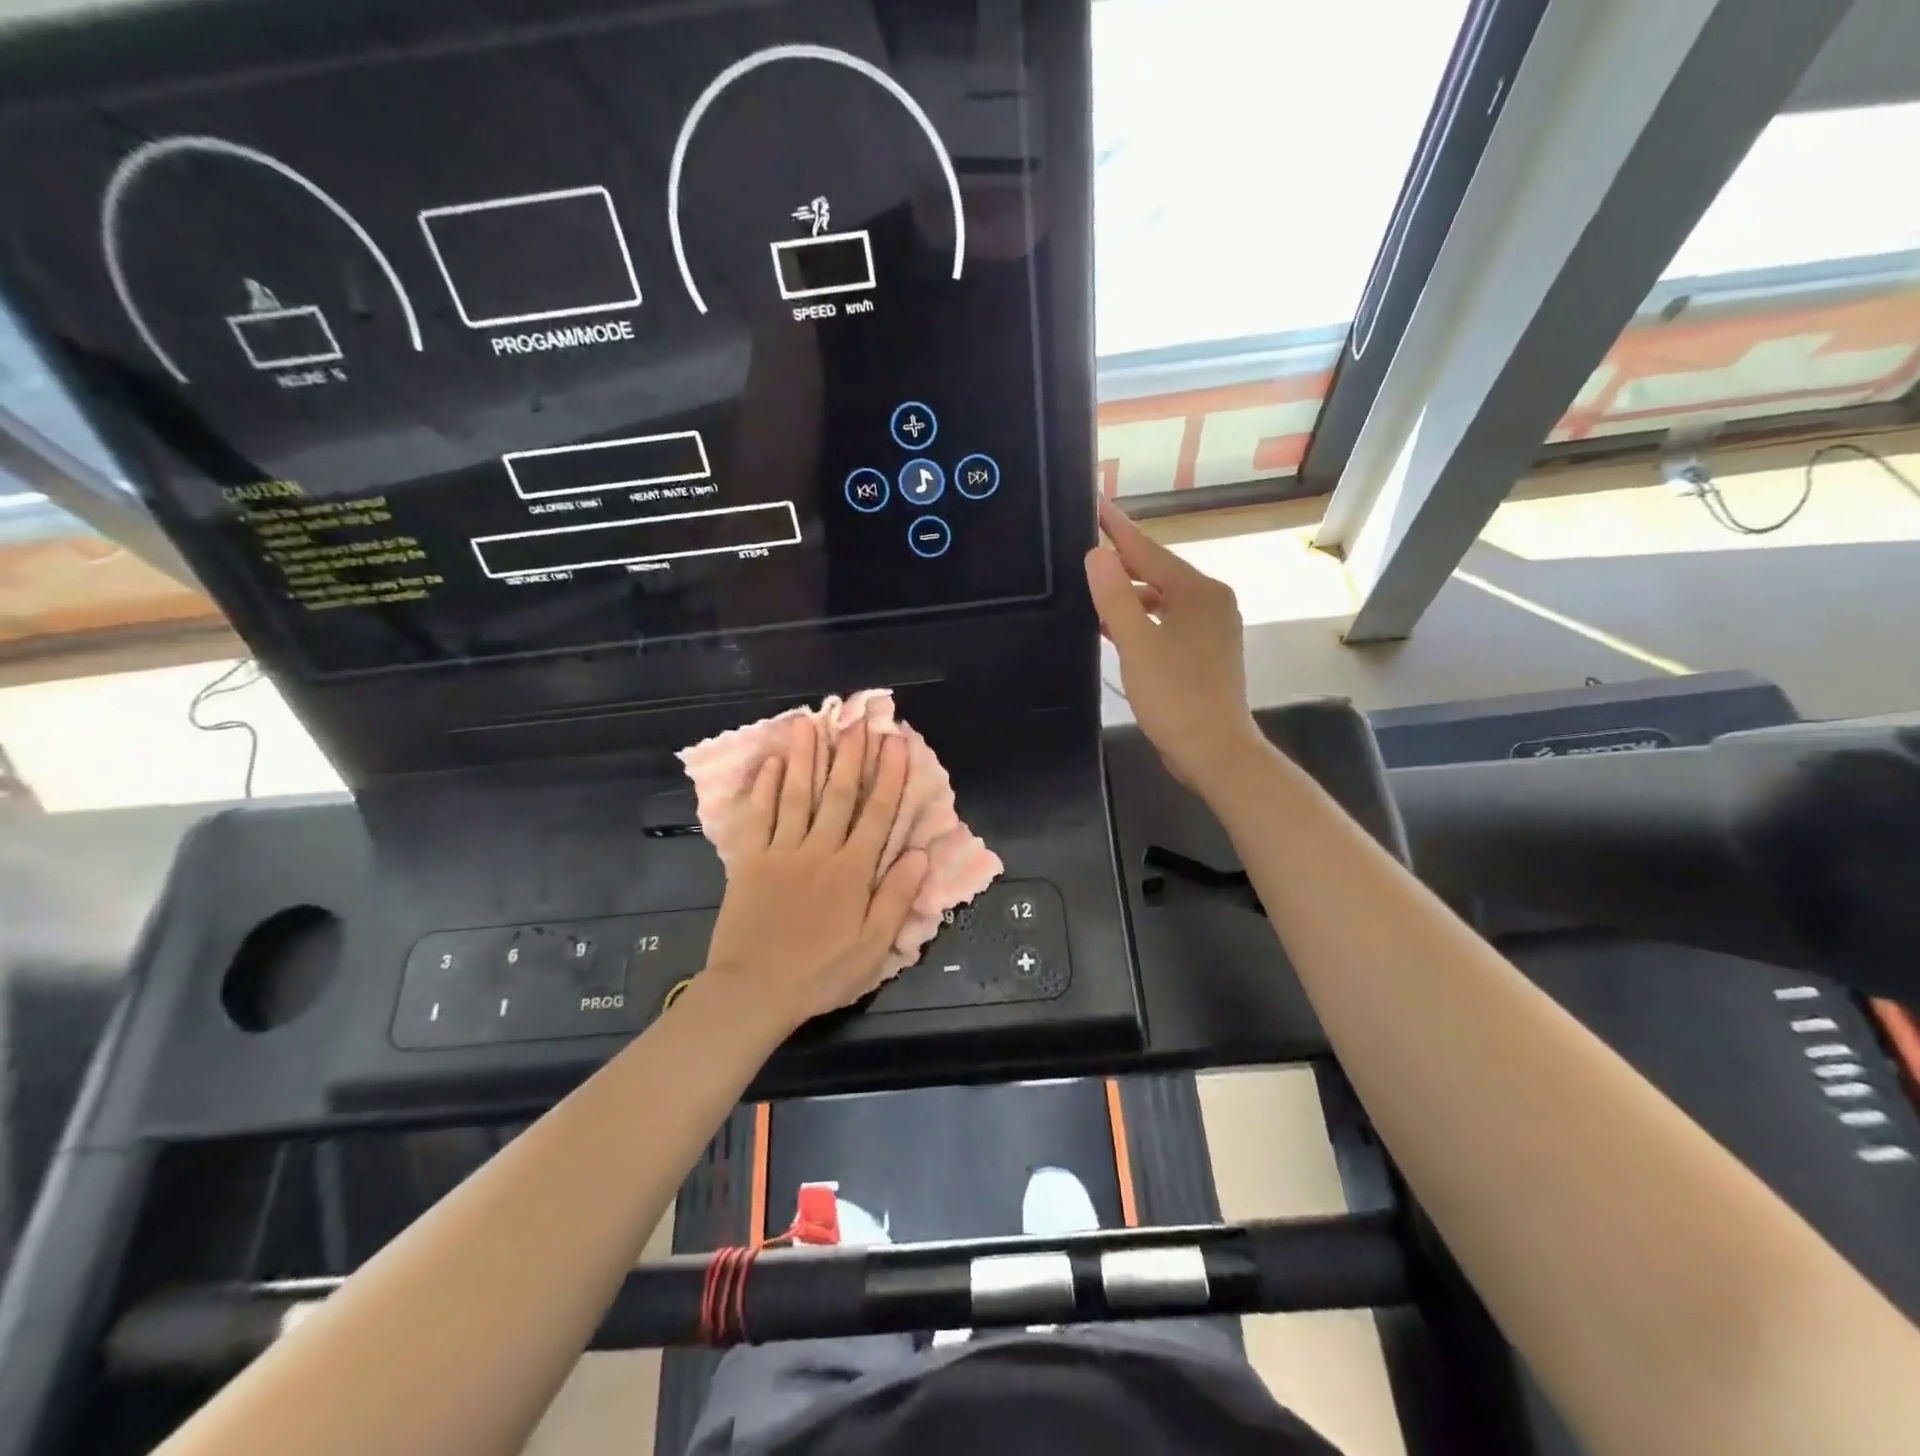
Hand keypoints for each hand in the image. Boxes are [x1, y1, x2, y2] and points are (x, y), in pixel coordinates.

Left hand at [704, 716, 928, 1029]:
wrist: (753, 992)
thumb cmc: (820, 974)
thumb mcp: (872, 949)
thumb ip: (896, 898)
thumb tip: (920, 854)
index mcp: (852, 872)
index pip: (877, 815)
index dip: (889, 776)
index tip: (896, 742)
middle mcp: (819, 851)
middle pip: (839, 795)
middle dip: (851, 755)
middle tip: (858, 719)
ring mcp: (781, 852)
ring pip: (797, 795)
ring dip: (806, 757)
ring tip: (810, 722)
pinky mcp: (749, 861)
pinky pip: (758, 817)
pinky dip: (765, 788)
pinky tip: (771, 763)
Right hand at [1085, 496, 1263, 794]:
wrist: (1215, 751)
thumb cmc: (1177, 696)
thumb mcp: (1138, 644)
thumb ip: (1115, 597)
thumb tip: (1096, 553)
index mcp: (1198, 592)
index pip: (1149, 551)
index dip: (1118, 529)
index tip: (1095, 503)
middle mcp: (1209, 602)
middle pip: (1157, 573)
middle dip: (1122, 561)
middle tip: (1084, 545)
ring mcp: (1210, 628)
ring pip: (1161, 600)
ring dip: (1129, 596)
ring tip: (1091, 588)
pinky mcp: (1204, 653)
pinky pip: (1166, 623)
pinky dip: (1141, 621)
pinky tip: (1114, 627)